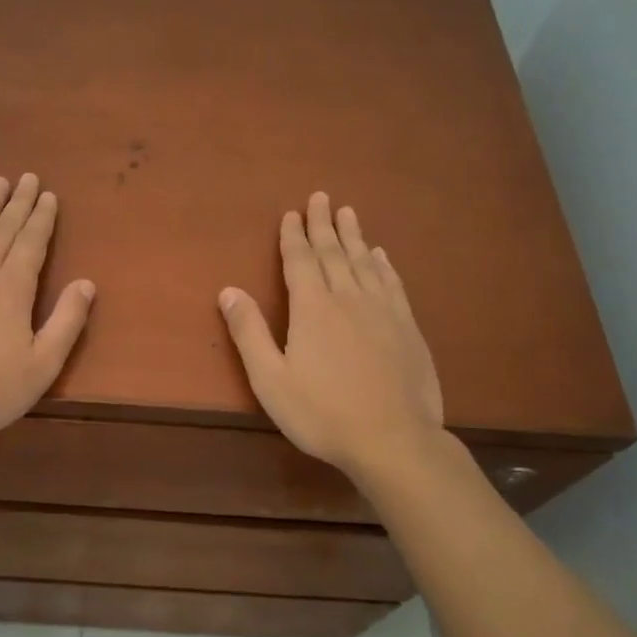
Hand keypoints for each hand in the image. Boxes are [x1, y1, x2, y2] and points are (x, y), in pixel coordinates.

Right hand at [219, 193, 443, 477]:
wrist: (393, 439)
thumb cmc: (322, 413)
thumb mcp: (270, 379)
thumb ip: (249, 332)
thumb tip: (228, 291)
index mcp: (312, 308)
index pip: (300, 261)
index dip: (293, 236)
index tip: (291, 214)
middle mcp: (348, 298)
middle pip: (333, 252)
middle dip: (323, 224)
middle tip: (321, 196)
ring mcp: (382, 310)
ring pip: (365, 261)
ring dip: (354, 235)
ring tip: (348, 212)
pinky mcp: (407, 327)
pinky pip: (392, 283)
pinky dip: (383, 264)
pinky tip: (381, 256)